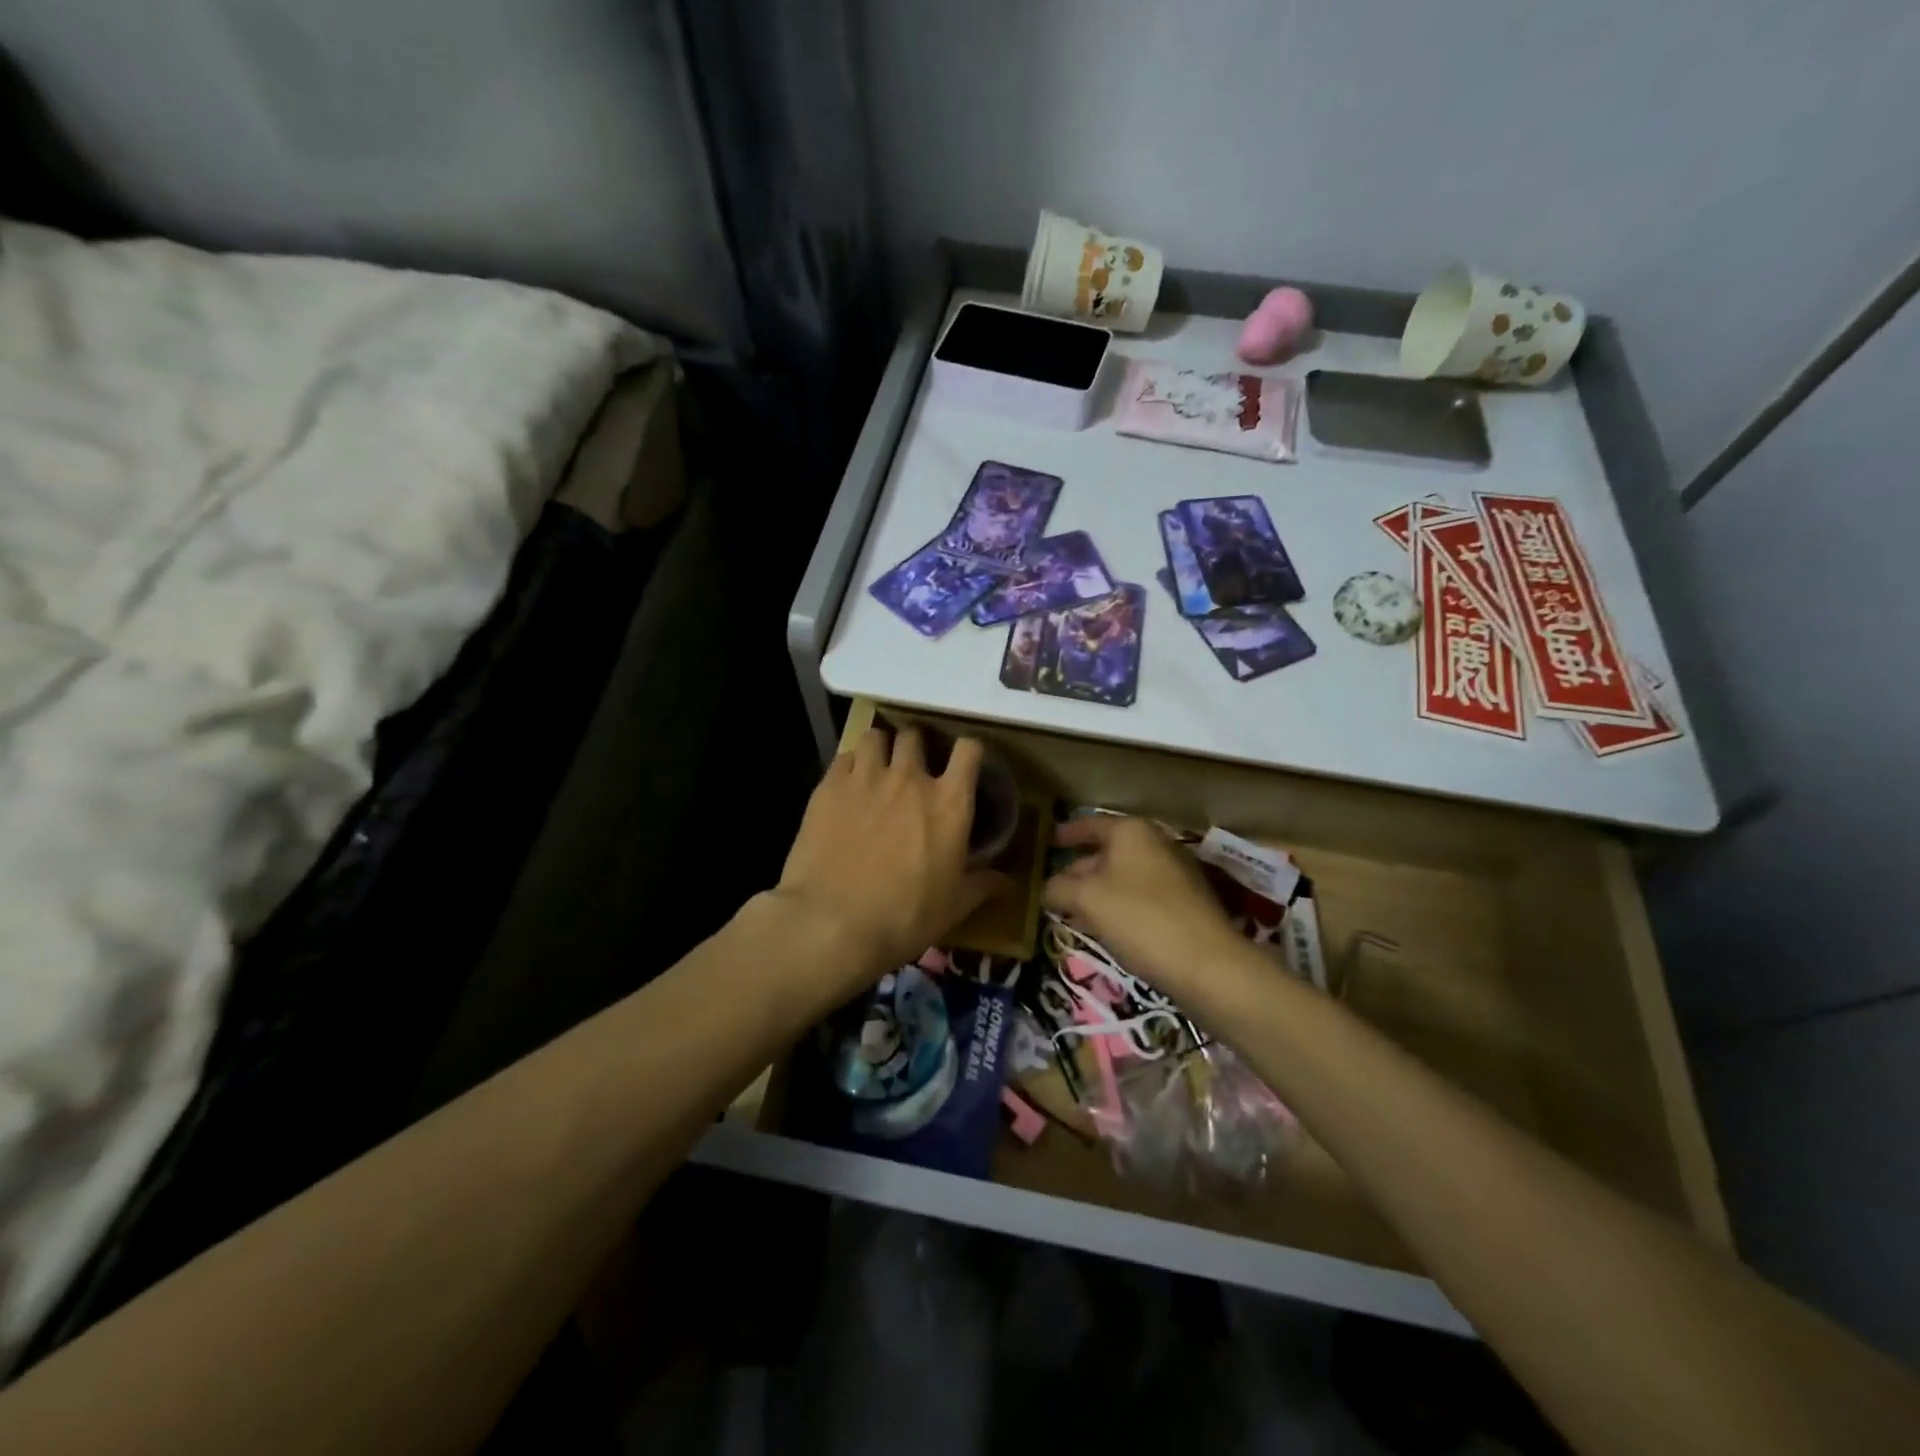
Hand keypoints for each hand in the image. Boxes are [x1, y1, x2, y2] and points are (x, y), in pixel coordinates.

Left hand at [773, 726, 1005, 995]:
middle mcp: (910, 778)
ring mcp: (866, 777)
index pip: (968, 750)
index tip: (963, 762)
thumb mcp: (954, 906)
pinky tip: (847, 785)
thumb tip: (1009, 884)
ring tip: (877, 766)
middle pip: (916, 736)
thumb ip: (983, 885)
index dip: (968, 751)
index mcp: (949, 802)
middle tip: (912, 768)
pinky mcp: (829, 787)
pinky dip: (850, 765)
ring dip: (880, 748)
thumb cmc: (905, 916)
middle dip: (916, 747)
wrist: (834, 923)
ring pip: (876, 737)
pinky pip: (843, 757)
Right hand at [1042, 816, 1243, 998]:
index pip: (1090, 824)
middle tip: (1054, 887)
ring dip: (1098, 892)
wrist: (1207, 964)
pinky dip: (1120, 905)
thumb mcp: (1086, 900)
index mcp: (1131, 831)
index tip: (1048, 842)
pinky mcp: (1187, 903)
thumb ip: (1059, 888)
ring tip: (1073, 911)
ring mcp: (1176, 873)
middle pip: (1108, 851)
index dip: (1067, 833)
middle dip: (1080, 870)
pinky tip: (1105, 928)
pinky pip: (1142, 896)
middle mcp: (1156, 843)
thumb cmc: (1140, 918)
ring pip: (1125, 876)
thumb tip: (1047, 888)